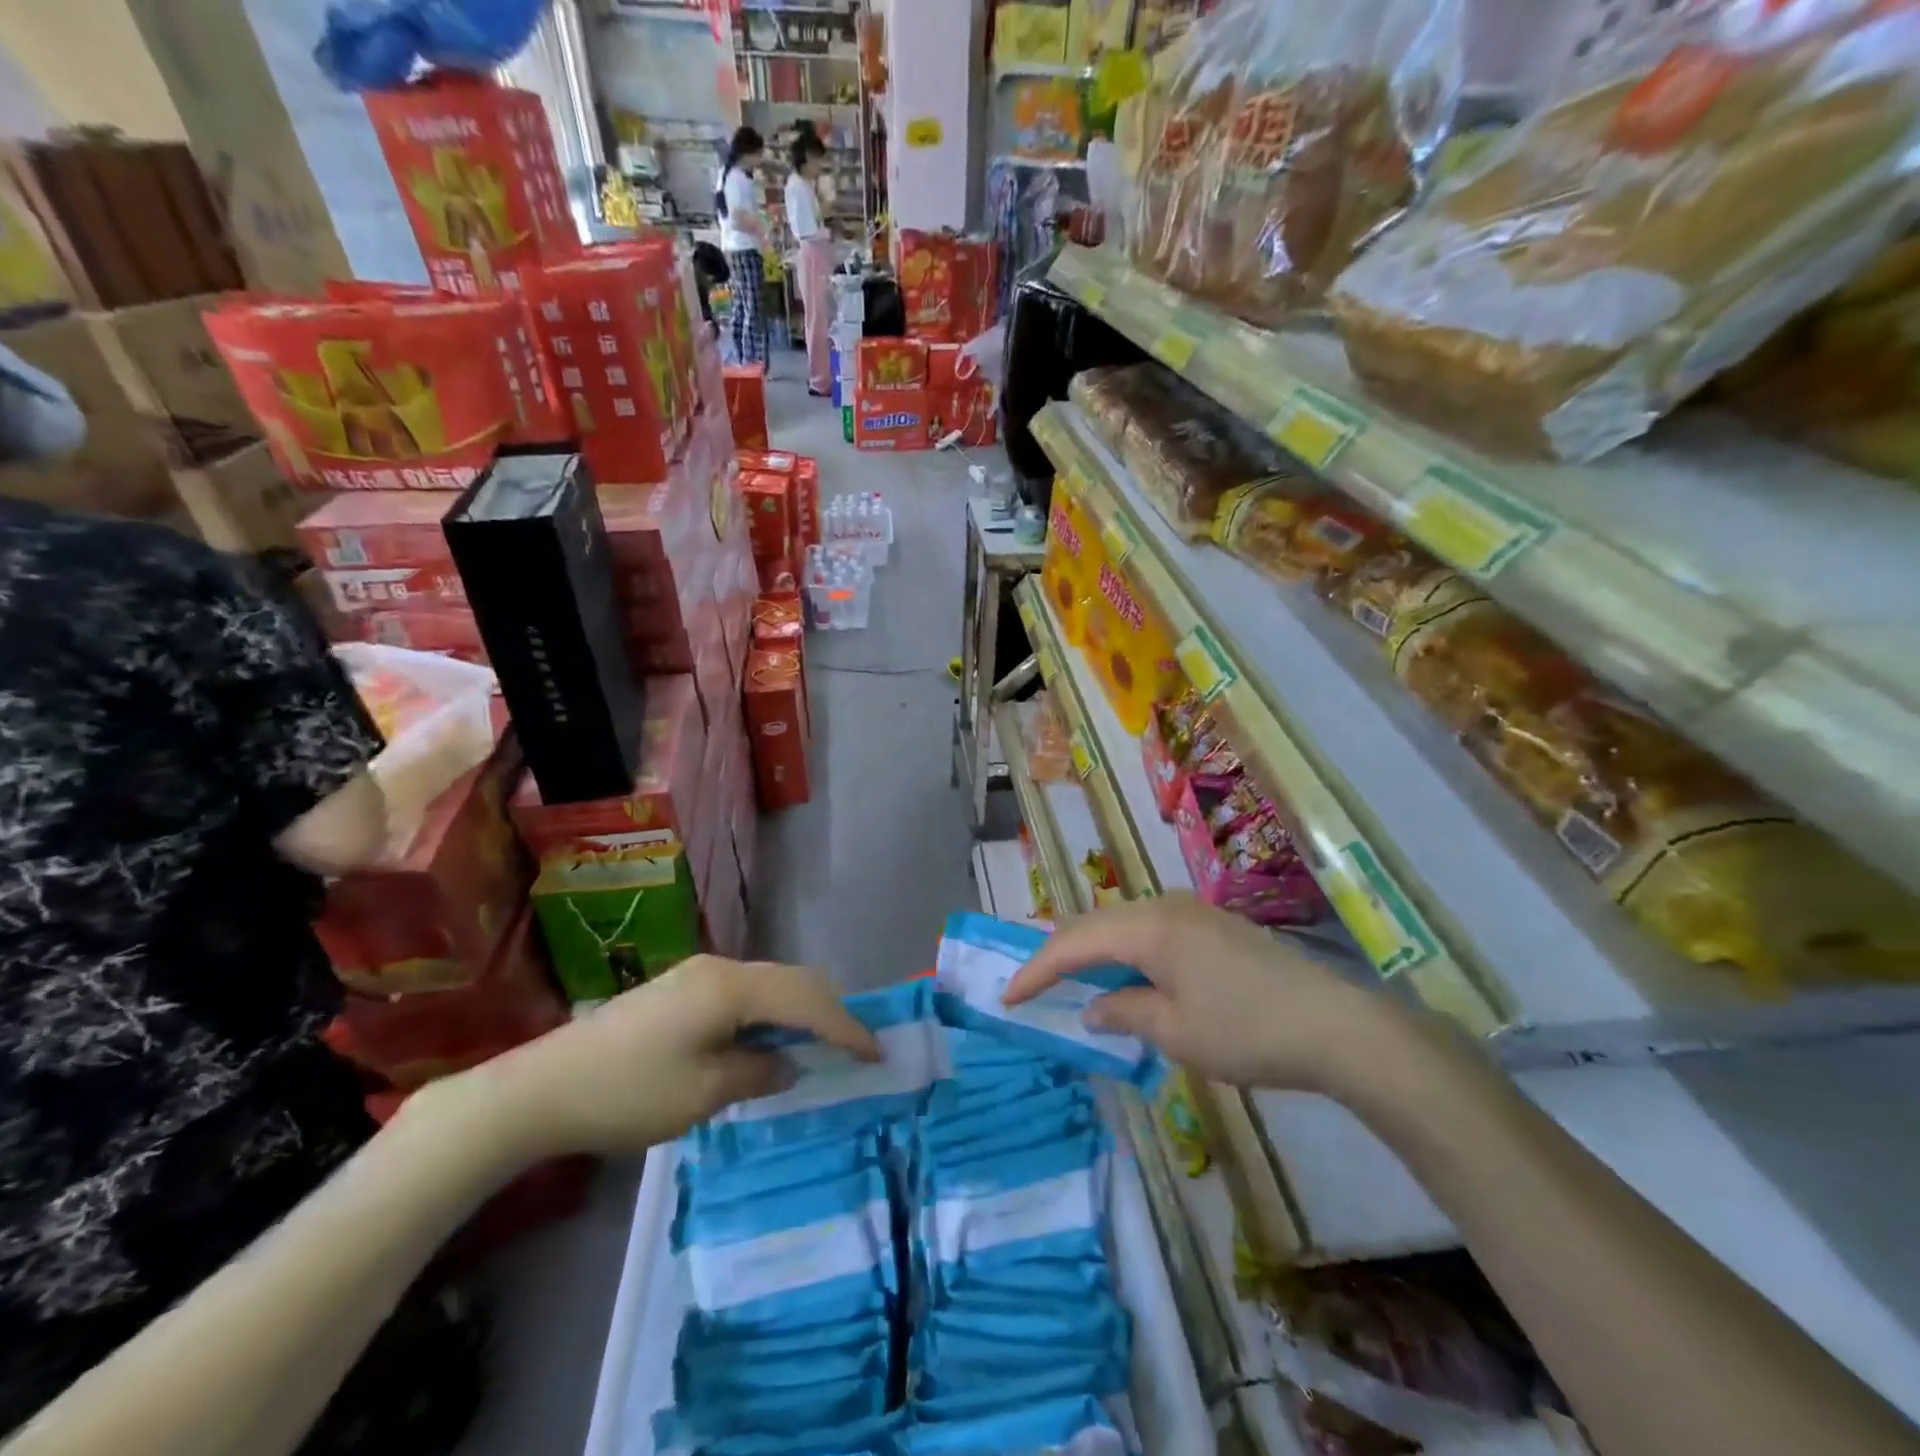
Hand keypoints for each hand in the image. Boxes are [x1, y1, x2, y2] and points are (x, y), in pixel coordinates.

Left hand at [456, 957, 880, 1159]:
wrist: (540, 1088)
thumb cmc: (628, 1093)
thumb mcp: (703, 1094)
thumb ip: (758, 1072)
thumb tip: (788, 1062)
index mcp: (732, 988)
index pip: (807, 1001)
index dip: (845, 1027)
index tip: (876, 1054)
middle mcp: (721, 968)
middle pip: (793, 980)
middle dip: (828, 1011)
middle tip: (854, 1047)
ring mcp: (697, 974)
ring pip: (769, 983)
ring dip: (798, 1011)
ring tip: (819, 1045)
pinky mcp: (680, 988)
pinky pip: (744, 993)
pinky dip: (769, 1013)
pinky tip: (768, 1040)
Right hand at [1001, 894, 1389, 1093]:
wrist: (1335, 1026)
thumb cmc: (1246, 1031)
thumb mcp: (1175, 1032)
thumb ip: (1124, 1012)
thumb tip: (1093, 1008)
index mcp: (1148, 927)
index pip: (1074, 943)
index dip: (1037, 969)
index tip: (1008, 997)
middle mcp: (1164, 906)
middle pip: (1095, 923)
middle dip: (1059, 953)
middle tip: (1031, 983)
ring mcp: (1192, 911)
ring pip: (1122, 924)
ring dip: (1093, 951)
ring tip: (1069, 979)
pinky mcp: (1213, 925)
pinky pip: (1150, 930)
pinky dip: (1125, 952)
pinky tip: (1125, 976)